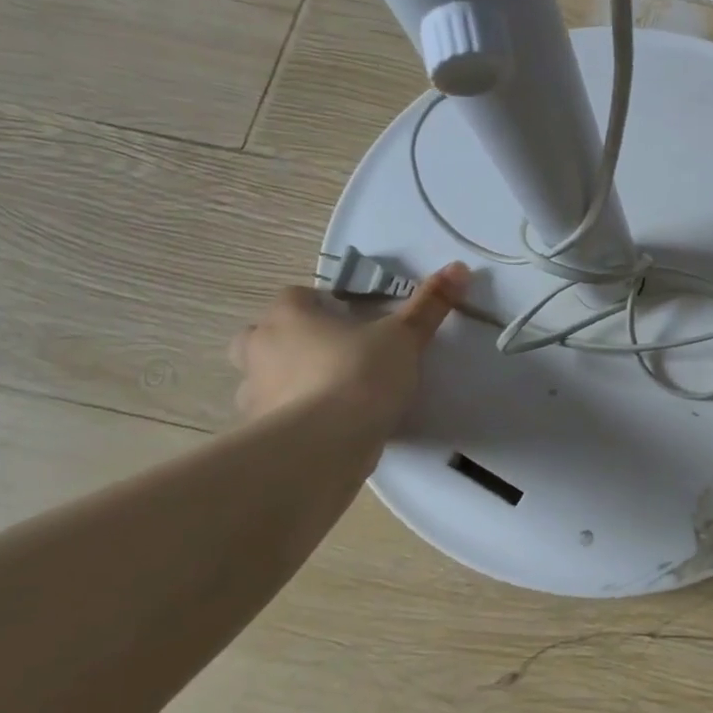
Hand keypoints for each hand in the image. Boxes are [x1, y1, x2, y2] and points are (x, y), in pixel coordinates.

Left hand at [228, 263, 469, 434]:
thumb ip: (429, 305)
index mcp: (289, 316)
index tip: (351, 320)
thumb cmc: (360, 375)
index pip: (296, 296)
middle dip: (289, 342)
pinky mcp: (259, 434)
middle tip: (330, 354)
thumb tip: (459, 267)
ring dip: (286, 382)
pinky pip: (272, 418)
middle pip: (263, 335)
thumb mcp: (404, 337)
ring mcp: (253, 394)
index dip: (321, 304)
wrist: (324, 446)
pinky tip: (323, 431)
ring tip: (328, 396)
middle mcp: (261, 348)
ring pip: (263, 378)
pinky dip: (291, 420)